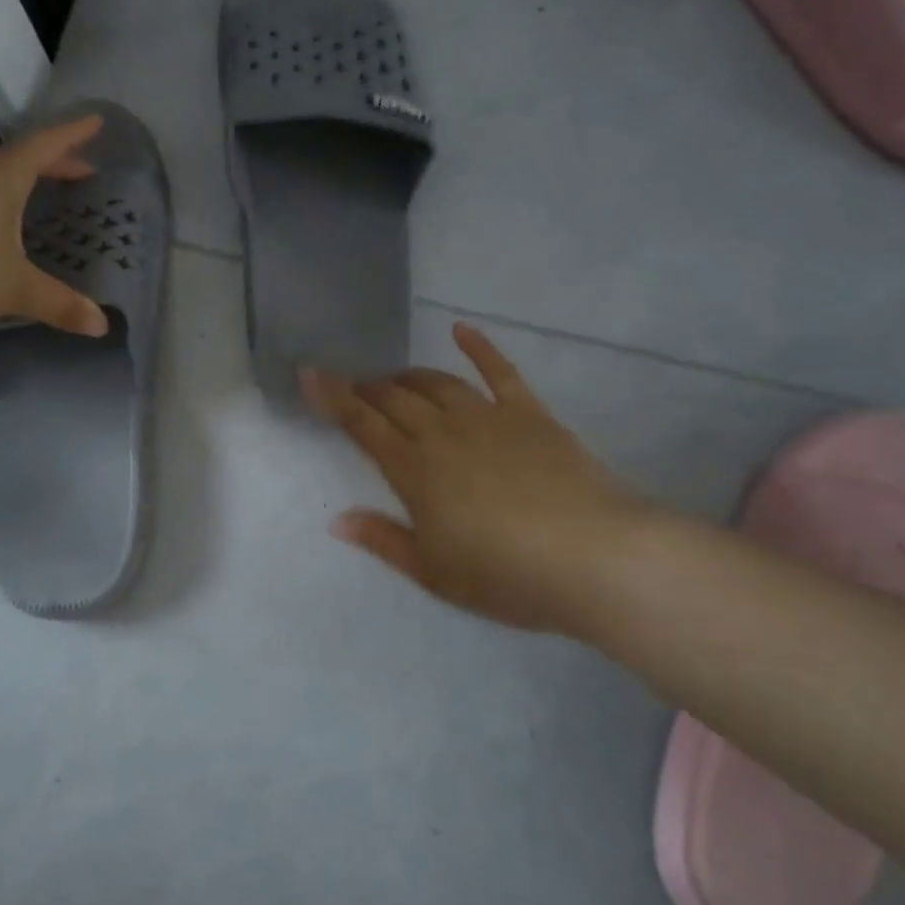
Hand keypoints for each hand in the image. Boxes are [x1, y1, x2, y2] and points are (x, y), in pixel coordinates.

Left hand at [0, 114, 109, 335]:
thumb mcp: (13, 288)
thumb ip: (59, 304)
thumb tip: (102, 326)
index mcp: (4, 176)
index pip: (47, 145)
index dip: (75, 134)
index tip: (97, 122)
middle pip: (21, 157)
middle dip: (54, 162)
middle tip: (81, 171)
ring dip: (22, 180)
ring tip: (41, 194)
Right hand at [305, 323, 658, 635]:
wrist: (594, 559)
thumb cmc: (506, 575)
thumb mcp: (434, 573)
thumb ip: (384, 540)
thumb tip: (337, 520)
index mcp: (415, 471)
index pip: (362, 425)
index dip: (332, 398)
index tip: (310, 373)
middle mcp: (443, 433)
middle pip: (395, 400)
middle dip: (367, 389)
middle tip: (354, 388)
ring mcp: (487, 418)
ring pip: (437, 384)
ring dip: (409, 377)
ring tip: (394, 379)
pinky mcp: (529, 414)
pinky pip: (499, 371)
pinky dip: (478, 346)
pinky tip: (461, 328)